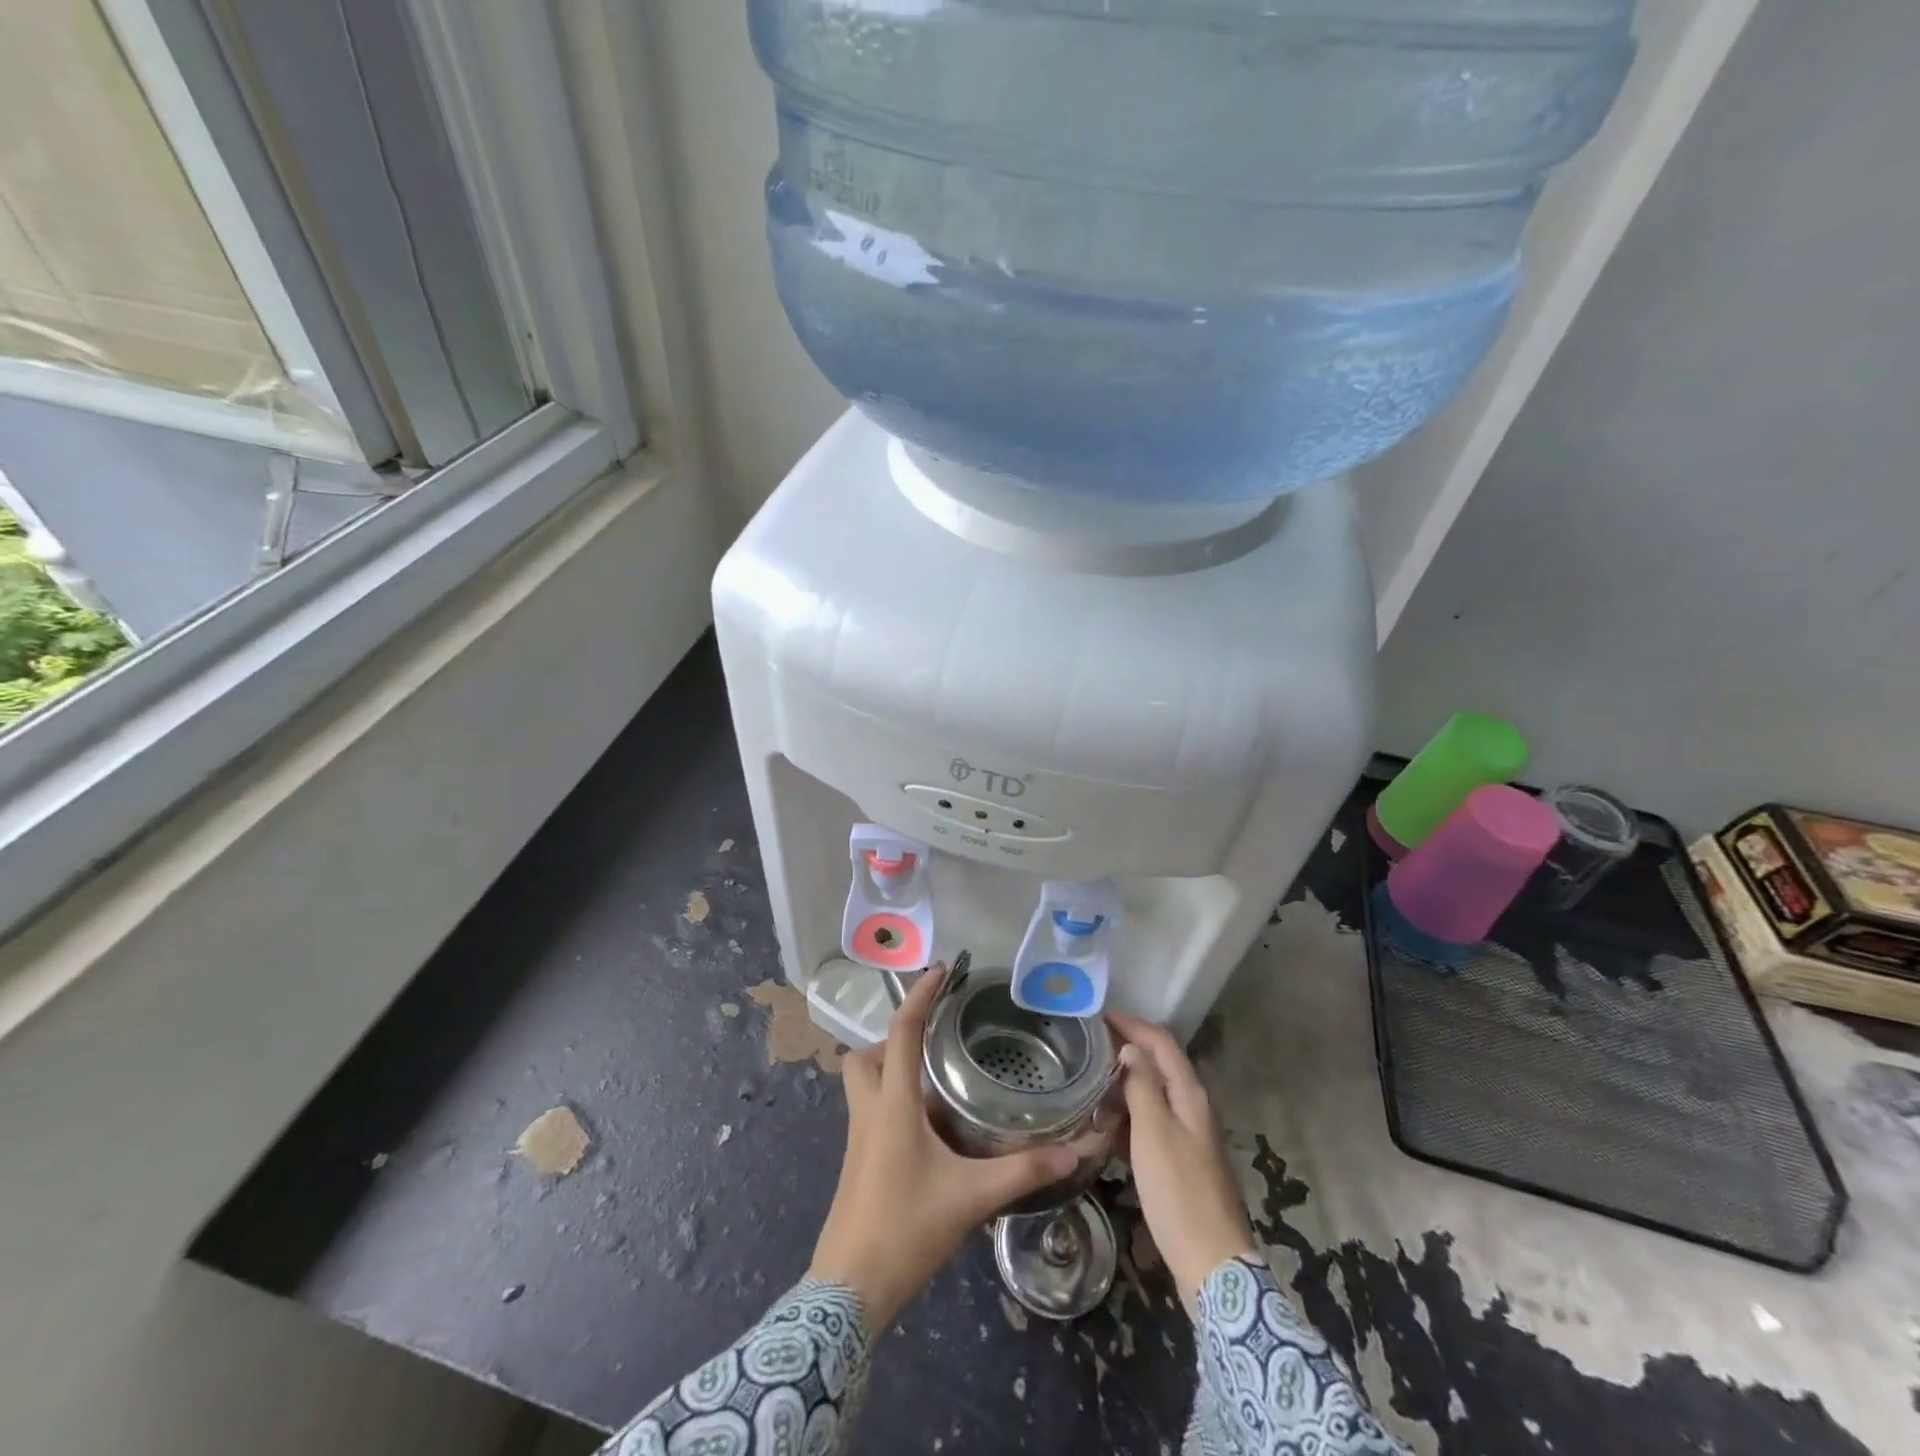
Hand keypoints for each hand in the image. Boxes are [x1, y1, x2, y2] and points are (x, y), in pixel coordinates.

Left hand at [808, 966, 1106, 1329]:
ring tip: (936, 1082)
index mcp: (893, 1103)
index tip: (941, 969)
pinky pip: (871, 1111)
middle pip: (864, 1055)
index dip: (920, 995)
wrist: (848, 1291)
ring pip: (863, 1083)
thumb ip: (1023, 1171)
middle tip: (933, 1044)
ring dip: (891, 1070)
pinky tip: (930, 1129)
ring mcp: (857, 1138)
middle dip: (892, 1039)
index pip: (901, 1031)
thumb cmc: (905, 1229)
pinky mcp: (857, 1162)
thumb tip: (1075, 1150)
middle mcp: (869, 1110)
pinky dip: (894, 1102)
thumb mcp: (971, 1197)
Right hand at [1108, 1012, 1258, 1310]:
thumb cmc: (1179, 1191)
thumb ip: (1142, 1085)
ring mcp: (1190, 1136)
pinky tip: (1107, 1126)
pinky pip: (1152, 1124)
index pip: (1162, 1042)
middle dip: (1126, 1052)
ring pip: (1154, 1095)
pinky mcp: (1181, 1162)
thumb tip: (1131, 1049)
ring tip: (1090, 1085)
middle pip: (1159, 1065)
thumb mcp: (1154, 1132)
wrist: (1211, 1264)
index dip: (1133, 1024)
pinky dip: (1129, 1116)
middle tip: (1089, 1049)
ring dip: (1125, 1086)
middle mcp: (1193, 1108)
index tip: (1099, 1015)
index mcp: (1190, 1095)